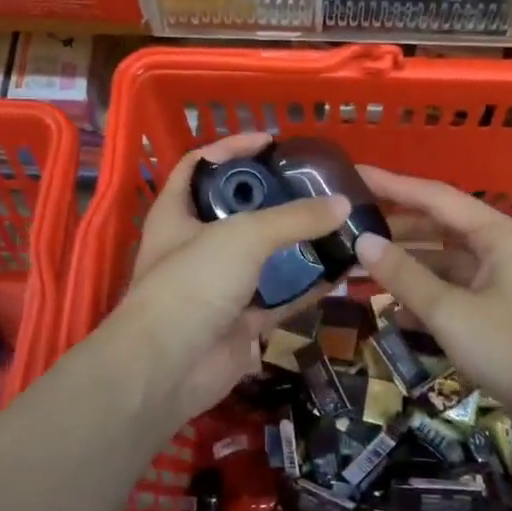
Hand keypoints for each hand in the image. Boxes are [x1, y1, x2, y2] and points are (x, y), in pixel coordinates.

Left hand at [115, 133, 347, 424]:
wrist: (169, 368)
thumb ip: (293, 218)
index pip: (201, 164)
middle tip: (317, 186)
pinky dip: (308, 286)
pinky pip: (281, 296)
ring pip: (264, 256)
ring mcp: (219, 284)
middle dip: (275, 198)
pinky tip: (341, 270)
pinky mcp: (240, 318)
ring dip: (298, 244)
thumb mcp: (243, 236)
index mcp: (178, 212)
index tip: (272, 142)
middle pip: (239, 210)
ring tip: (337, 223)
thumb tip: (342, 204)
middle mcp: (196, 244)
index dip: (232, 148)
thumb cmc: (193, 283)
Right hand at [352, 167, 511, 431]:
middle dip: (396, 230)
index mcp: (499, 235)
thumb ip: (405, 276)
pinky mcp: (507, 313)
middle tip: (348, 229)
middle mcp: (505, 249)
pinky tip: (394, 309)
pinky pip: (459, 292)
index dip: (391, 185)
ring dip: (409, 267)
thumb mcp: (452, 313)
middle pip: (441, 228)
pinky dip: (429, 296)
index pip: (435, 197)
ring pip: (448, 263)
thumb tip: (363, 241)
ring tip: (360, 268)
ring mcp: (508, 282)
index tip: (353, 174)